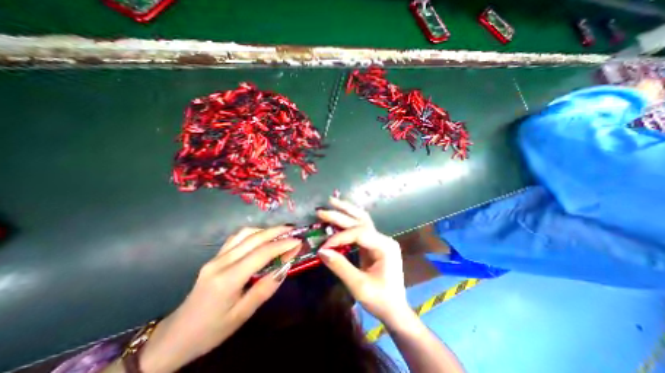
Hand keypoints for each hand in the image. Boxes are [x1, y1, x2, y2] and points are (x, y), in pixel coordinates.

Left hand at [141, 226, 299, 371]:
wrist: (176, 335)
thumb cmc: (212, 330)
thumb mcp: (242, 315)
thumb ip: (265, 288)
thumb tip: (285, 267)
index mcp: (228, 279)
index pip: (261, 254)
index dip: (282, 245)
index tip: (298, 241)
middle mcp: (221, 262)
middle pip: (254, 238)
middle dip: (277, 231)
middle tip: (294, 230)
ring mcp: (216, 257)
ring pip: (245, 233)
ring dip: (266, 230)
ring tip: (281, 232)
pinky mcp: (215, 256)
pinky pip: (237, 237)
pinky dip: (254, 233)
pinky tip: (262, 236)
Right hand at [316, 198, 410, 322]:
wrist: (395, 310)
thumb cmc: (381, 300)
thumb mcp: (359, 287)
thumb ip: (340, 267)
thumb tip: (321, 251)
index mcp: (385, 246)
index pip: (359, 233)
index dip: (339, 237)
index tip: (324, 246)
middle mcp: (383, 238)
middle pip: (361, 220)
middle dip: (341, 213)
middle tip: (322, 209)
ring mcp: (379, 240)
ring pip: (362, 219)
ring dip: (346, 211)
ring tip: (332, 202)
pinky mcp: (373, 244)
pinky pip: (360, 228)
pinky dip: (348, 221)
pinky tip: (339, 216)